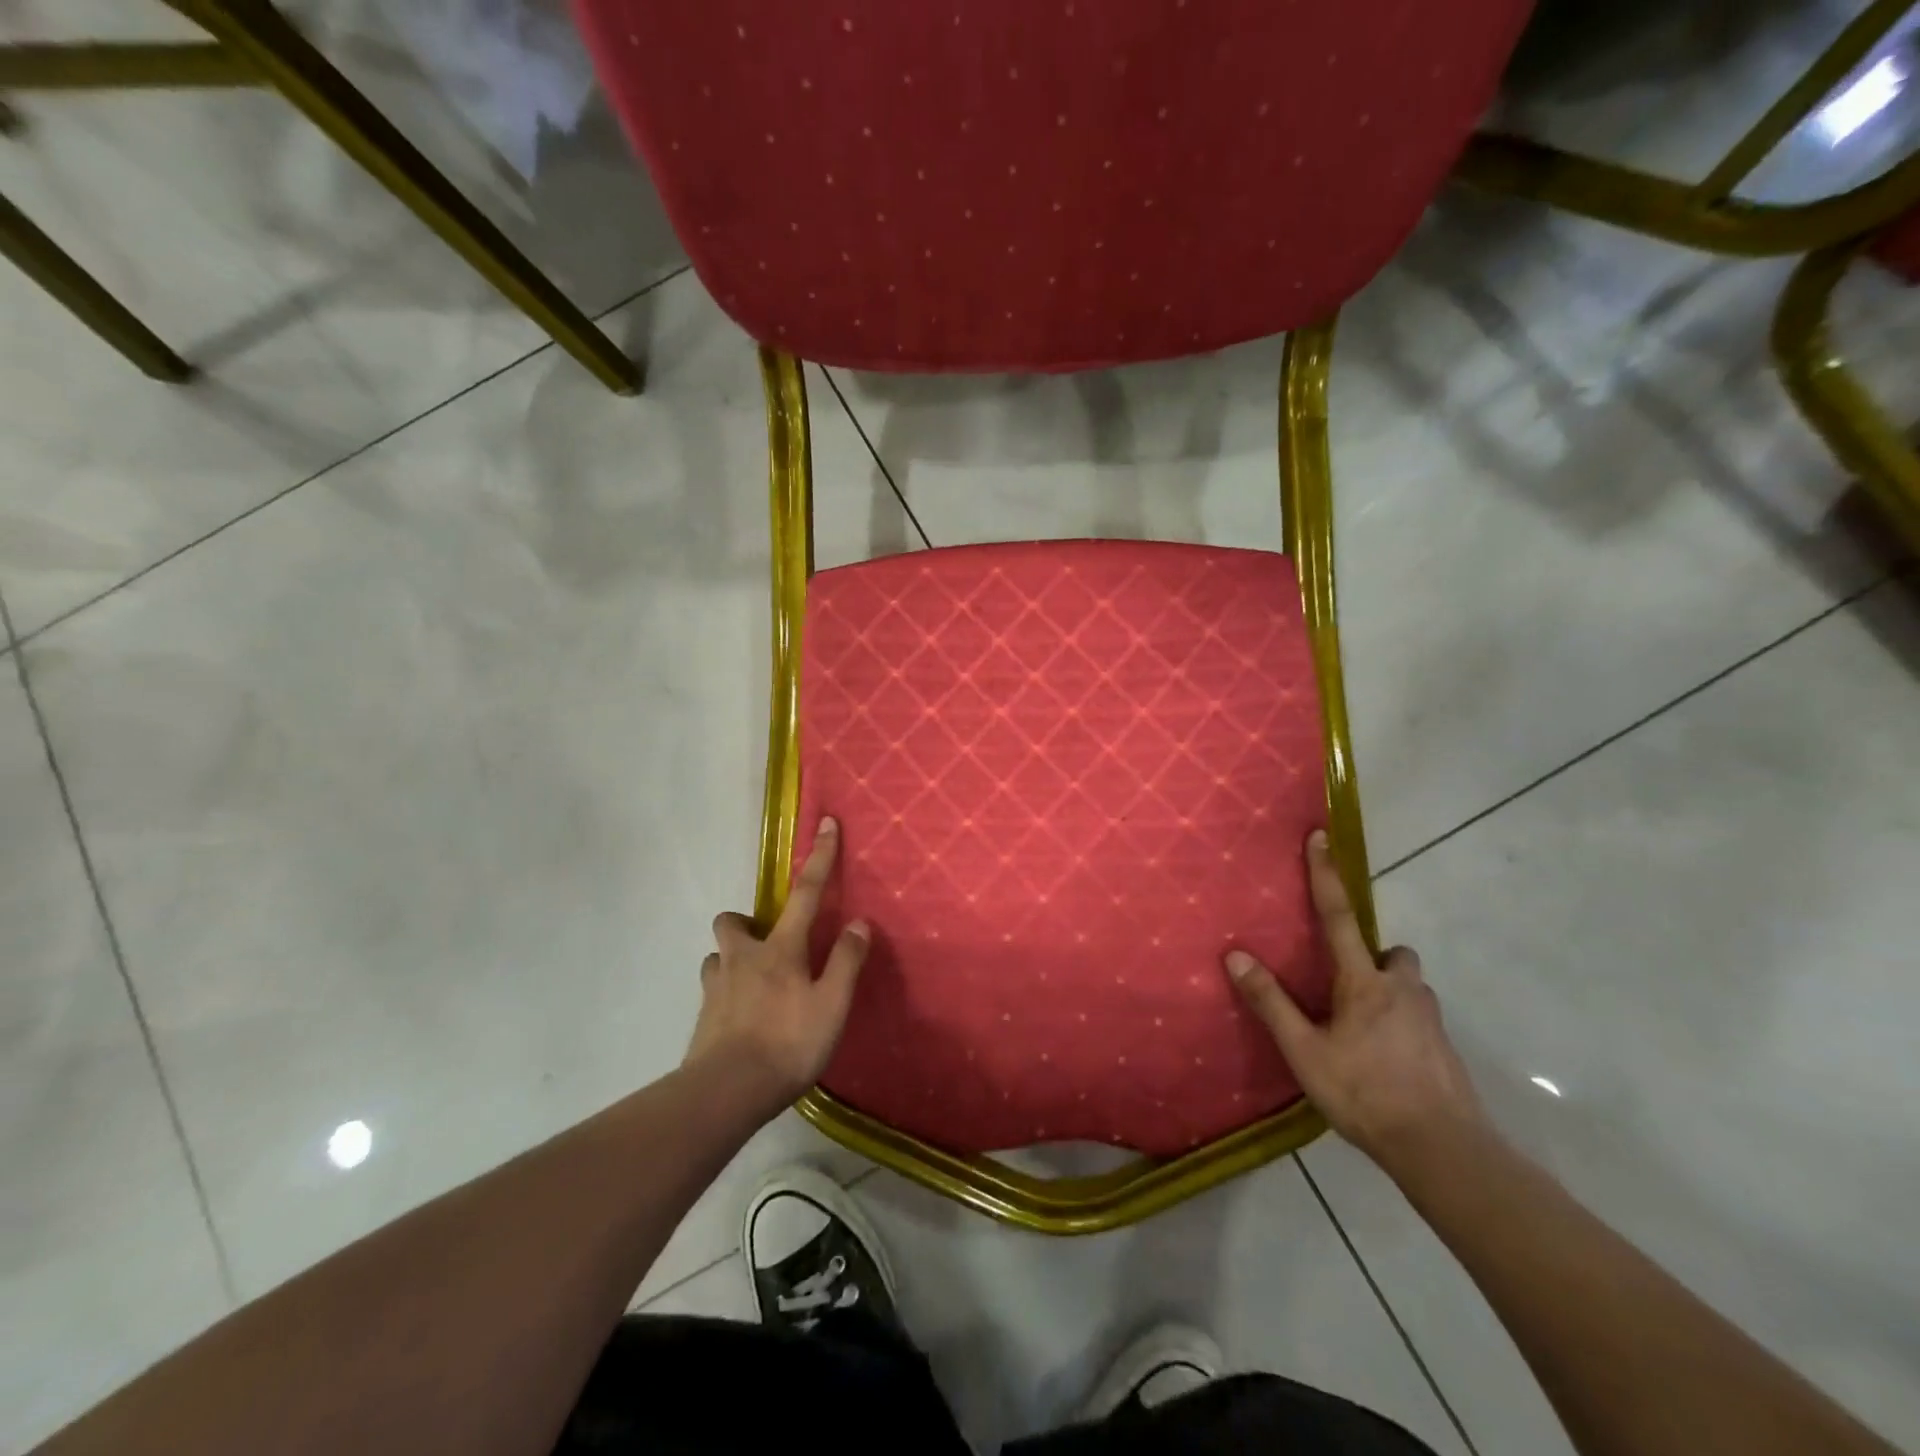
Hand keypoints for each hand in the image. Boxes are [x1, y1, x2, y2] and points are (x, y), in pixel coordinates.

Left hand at [684, 817, 869, 1109]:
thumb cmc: (787, 1044)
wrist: (725, 1093)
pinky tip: (739, 1014)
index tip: (825, 824)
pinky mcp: (702, 1015)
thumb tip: (858, 923)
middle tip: (768, 940)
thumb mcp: (831, 1005)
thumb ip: (845, 962)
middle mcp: (742, 958)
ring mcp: (716, 986)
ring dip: (732, 958)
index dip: (819, 858)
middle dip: (747, 921)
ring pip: (717, 955)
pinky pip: (712, 988)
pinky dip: (725, 990)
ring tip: (753, 981)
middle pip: (733, 921)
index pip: (805, 893)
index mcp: (779, 950)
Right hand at [1224, 830, 1484, 1170]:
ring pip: (1409, 986)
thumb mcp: (1305, 1051)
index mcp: (1365, 982)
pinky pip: (1418, 1017)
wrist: (1443, 1150)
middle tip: (1347, 983)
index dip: (1326, 875)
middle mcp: (1403, 989)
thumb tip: (1235, 956)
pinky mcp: (1445, 1048)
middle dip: (1374, 957)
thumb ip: (1271, 1002)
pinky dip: (1400, 1023)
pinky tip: (1384, 1059)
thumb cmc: (1365, 1093)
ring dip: (1389, 991)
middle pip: (1392, 953)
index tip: (1321, 836)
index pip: (1339, 916)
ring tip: (1362, 1028)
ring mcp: (1430, 1019)